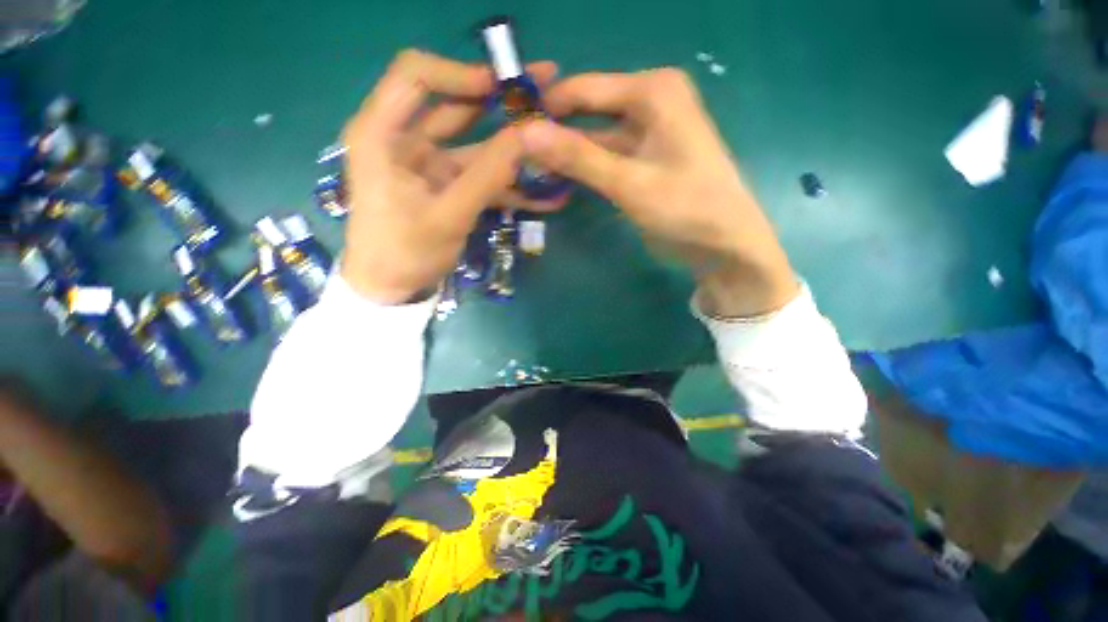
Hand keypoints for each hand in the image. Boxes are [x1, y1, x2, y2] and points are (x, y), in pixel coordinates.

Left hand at [340, 50, 563, 303]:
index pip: (416, 76)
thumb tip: (529, 136)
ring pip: (474, 142)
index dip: (460, 72)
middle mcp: (404, 139)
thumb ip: (488, 176)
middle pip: (452, 103)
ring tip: (551, 141)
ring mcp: (429, 164)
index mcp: (383, 134)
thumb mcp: (448, 216)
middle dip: (498, 99)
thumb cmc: (404, 252)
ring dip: (511, 146)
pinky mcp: (446, 186)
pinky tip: (541, 190)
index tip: (503, 86)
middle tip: (543, 92)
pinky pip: (479, 175)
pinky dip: (507, 181)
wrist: (391, 289)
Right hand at [520, 68, 797, 317]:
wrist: (724, 243)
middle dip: (554, 133)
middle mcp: (649, 102)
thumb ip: (578, 158)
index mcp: (652, 91)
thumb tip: (525, 133)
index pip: (583, 89)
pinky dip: (583, 169)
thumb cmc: (686, 207)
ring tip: (527, 169)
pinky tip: (557, 179)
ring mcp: (645, 134)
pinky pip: (605, 158)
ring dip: (566, 154)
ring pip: (594, 138)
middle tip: (515, 155)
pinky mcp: (642, 161)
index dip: (546, 108)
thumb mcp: (629, 182)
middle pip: (587, 113)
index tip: (509, 129)